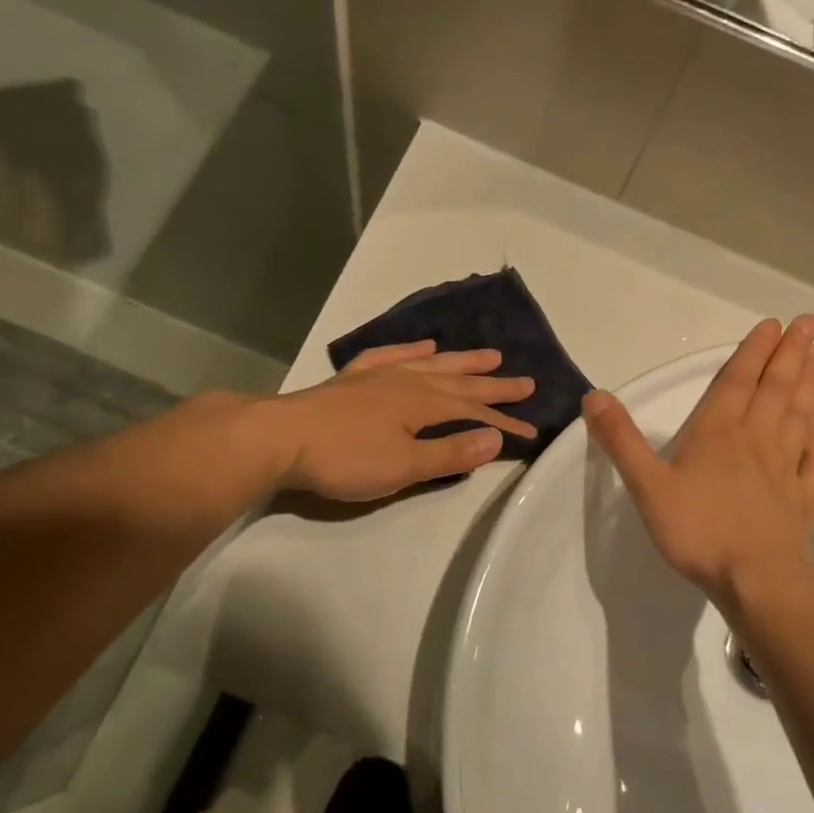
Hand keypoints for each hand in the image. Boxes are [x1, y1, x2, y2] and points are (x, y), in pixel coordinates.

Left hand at [260, 340, 537, 501]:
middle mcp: (408, 381)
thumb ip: (450, 453)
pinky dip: (412, 350)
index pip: (475, 413)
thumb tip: (495, 438)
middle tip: (526, 381)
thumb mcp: (404, 466)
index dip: (504, 423)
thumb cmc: (346, 458)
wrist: (281, 438)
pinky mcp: (353, 379)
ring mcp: (379, 375)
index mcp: (424, 403)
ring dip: (462, 361)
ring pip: (431, 364)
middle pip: (460, 382)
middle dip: (494, 385)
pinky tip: (424, 346)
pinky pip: (391, 355)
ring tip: (489, 355)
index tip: (531, 432)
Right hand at [583, 316, 813, 603]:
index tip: (773, 325)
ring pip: (800, 414)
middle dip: (790, 354)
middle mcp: (756, 440)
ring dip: (809, 382)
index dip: (753, 352)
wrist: (757, 579)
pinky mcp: (803, 495)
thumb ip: (621, 440)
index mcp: (718, 433)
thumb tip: (594, 395)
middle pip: (776, 388)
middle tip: (808, 323)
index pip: (737, 382)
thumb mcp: (647, 486)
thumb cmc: (698, 530)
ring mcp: (785, 467)